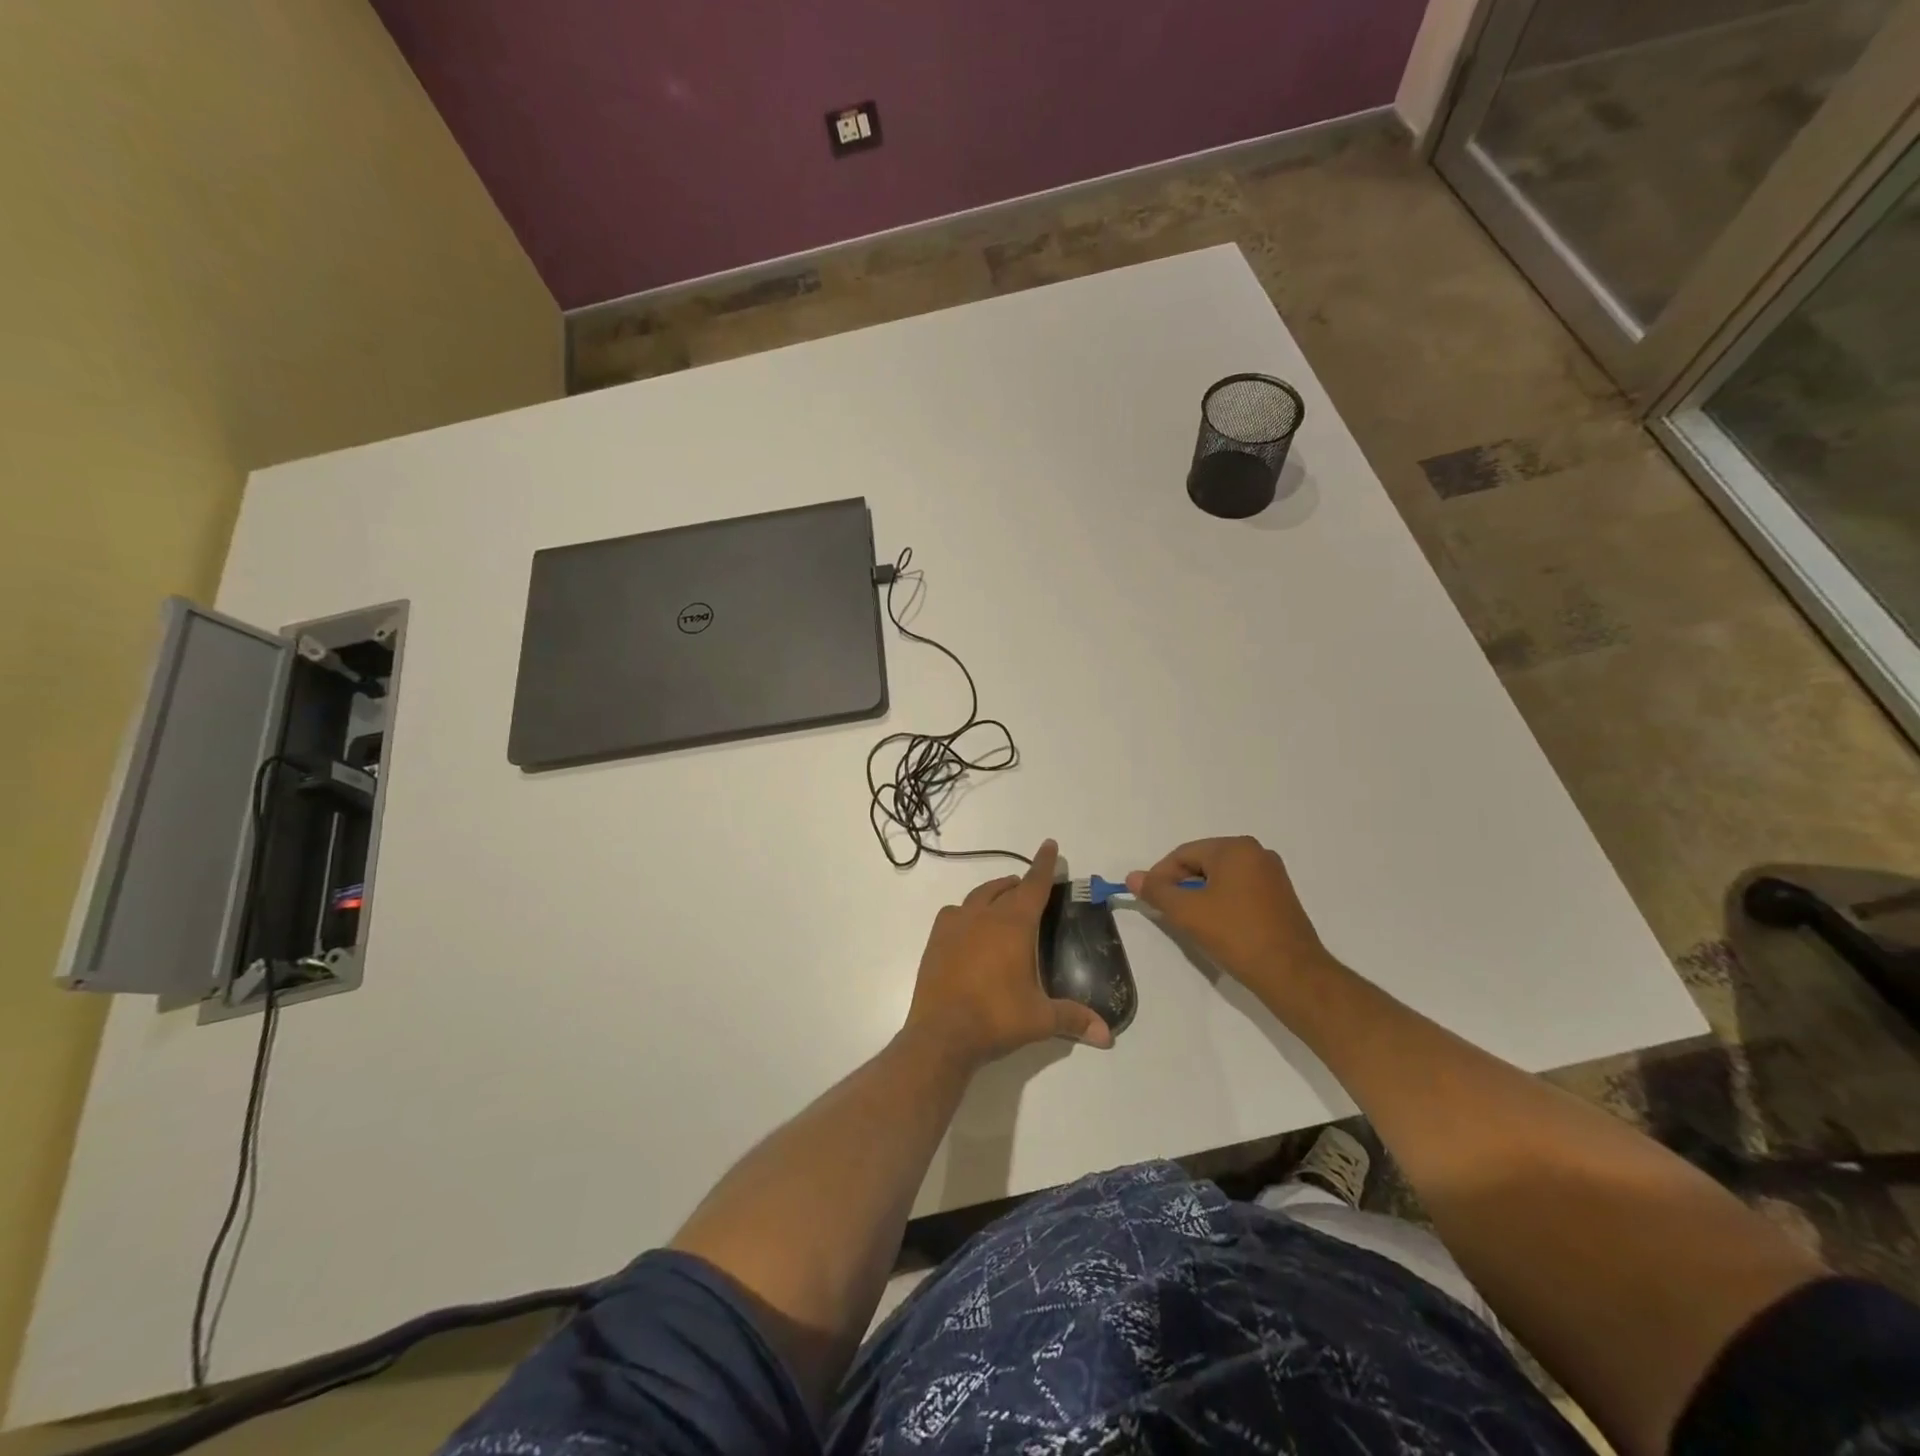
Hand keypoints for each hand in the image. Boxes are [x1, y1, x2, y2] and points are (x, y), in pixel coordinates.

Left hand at [903, 840, 1113, 1069]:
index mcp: (1013, 925)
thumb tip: (1107, 1035)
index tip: (1050, 845)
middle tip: (1031, 886)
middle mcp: (983, 916)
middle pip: (1005, 888)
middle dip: (1020, 883)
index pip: (1033, 885)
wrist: (941, 1033)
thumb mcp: (1040, 1019)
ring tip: (1002, 899)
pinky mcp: (935, 940)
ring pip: (977, 896)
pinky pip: (953, 913)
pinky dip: (966, 912)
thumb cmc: (996, 1018)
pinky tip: (969, 926)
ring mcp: (955, 926)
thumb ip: (1074, 1019)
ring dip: (993, 893)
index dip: (1044, 865)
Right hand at [1127, 836, 1332, 989]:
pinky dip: (1221, 902)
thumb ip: (1157, 891)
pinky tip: (1216, 925)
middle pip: (1203, 862)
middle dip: (1181, 885)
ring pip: (1221, 878)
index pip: (1184, 854)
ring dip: (1200, 895)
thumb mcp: (1187, 912)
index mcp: (1235, 848)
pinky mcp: (1281, 897)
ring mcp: (1272, 875)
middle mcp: (1256, 853)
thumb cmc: (1235, 934)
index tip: (1149, 900)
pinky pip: (1240, 890)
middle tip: (1167, 911)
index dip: (1160, 876)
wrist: (1291, 973)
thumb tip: (1133, 877)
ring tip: (1190, 920)